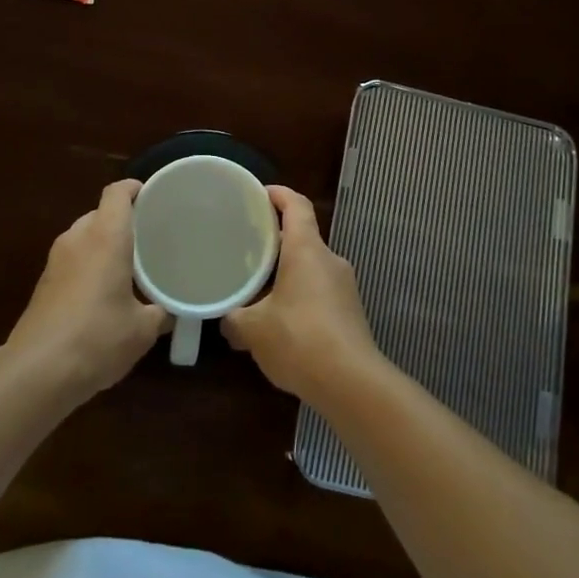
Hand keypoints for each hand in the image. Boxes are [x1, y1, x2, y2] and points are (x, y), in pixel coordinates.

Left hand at [8, 181, 168, 398]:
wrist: (37, 372)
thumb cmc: (98, 337)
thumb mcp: (143, 330)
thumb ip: (161, 312)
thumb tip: (171, 311)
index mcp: (105, 236)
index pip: (117, 193)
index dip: (134, 189)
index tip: (152, 197)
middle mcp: (78, 239)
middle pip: (100, 214)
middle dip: (122, 222)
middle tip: (148, 238)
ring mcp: (56, 261)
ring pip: (84, 237)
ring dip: (103, 245)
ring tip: (128, 266)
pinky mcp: (43, 284)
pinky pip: (72, 260)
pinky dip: (88, 266)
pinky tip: (103, 293)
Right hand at [222, 187, 382, 402]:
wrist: (353, 384)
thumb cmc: (299, 340)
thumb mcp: (254, 330)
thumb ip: (234, 319)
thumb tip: (226, 319)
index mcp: (307, 250)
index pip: (296, 205)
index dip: (278, 194)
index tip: (258, 193)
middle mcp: (329, 260)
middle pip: (302, 237)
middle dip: (275, 240)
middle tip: (247, 247)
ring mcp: (344, 287)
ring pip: (310, 267)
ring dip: (287, 273)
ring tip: (258, 289)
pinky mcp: (350, 312)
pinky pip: (319, 292)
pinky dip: (299, 296)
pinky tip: (280, 322)